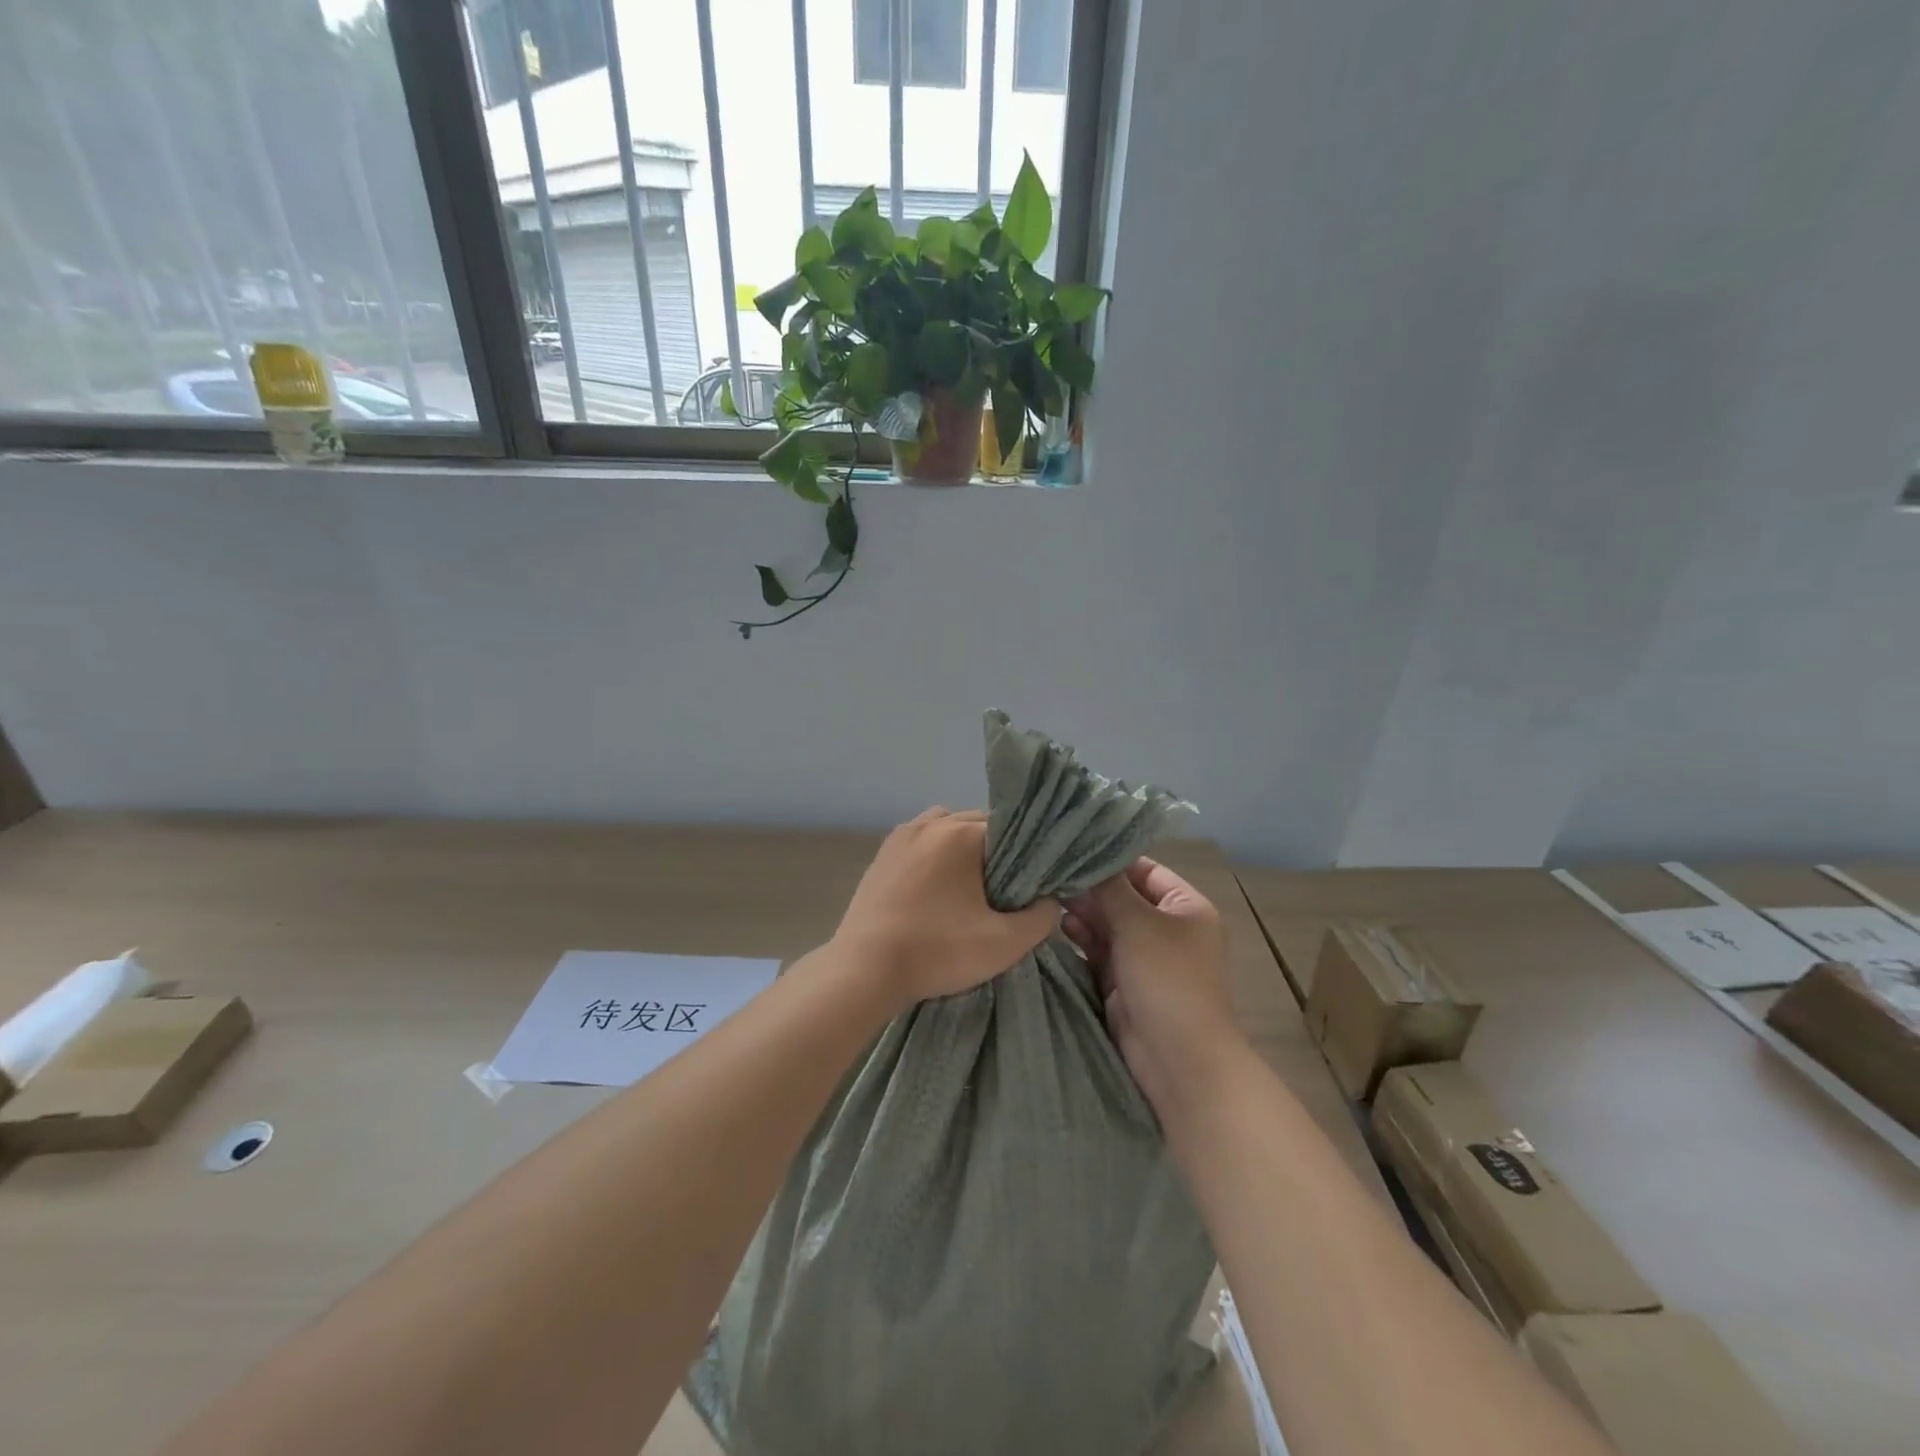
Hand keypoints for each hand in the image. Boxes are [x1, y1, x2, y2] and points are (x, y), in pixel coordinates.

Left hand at [833, 807, 1057, 1005]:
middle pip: (976, 823)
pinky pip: (919, 842)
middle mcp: (930, 823)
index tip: (1029, 883)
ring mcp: (900, 837)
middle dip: (993, 850)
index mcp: (961, 834)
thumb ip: (1041, 919)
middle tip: (1003, 889)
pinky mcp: (881, 856)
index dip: (1025, 854)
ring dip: (961, 847)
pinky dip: (933, 855)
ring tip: (967, 885)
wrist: (864, 971)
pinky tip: (936, 889)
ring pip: (945, 827)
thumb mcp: (1004, 944)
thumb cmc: (937, 952)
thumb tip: (1050, 901)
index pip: (1009, 828)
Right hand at [1063, 858, 1242, 1111]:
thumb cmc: (1167, 979)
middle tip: (1051, 877)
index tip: (1070, 852)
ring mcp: (1145, 957)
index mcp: (1186, 907)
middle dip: (1090, 890)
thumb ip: (1108, 888)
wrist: (1178, 1060)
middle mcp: (1167, 928)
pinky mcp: (1124, 983)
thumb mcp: (1138, 924)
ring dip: (1082, 914)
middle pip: (1123, 898)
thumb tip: (1082, 859)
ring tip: (1050, 902)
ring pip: (1108, 925)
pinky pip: (1099, 952)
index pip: (1144, 870)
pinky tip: (1058, 928)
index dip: (1110, 861)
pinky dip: (1082, 940)